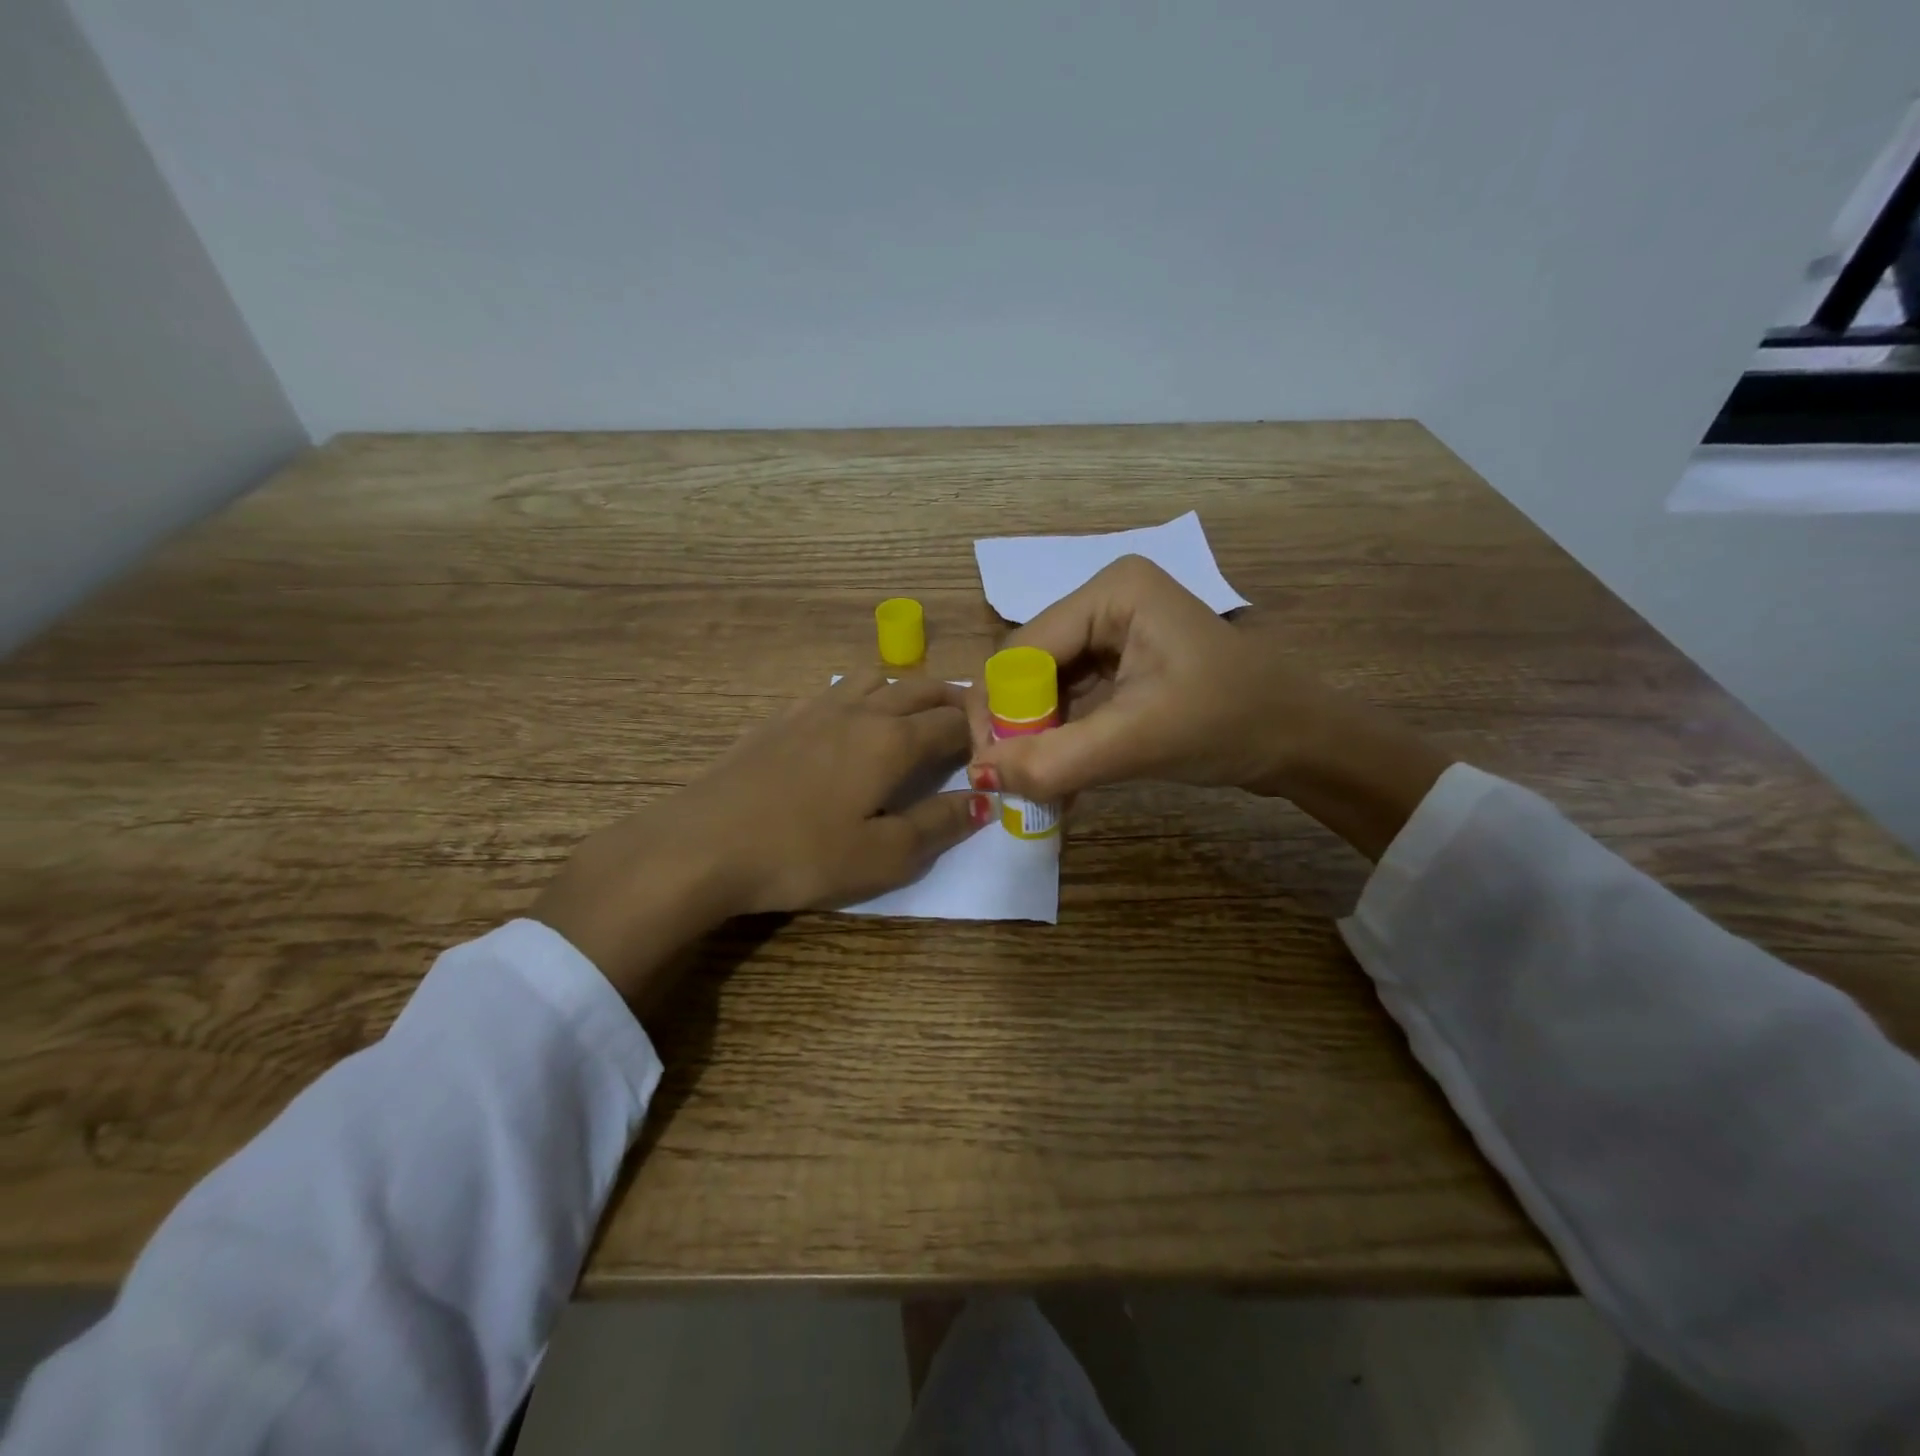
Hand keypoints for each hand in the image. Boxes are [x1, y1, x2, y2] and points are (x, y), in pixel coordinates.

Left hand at [535, 672, 990, 1006]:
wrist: (704, 842)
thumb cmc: (802, 854)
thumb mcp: (883, 856)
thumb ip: (938, 825)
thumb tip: (983, 800)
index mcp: (893, 741)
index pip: (953, 722)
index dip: (982, 732)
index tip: (995, 749)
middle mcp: (861, 711)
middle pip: (921, 688)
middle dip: (953, 701)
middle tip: (968, 725)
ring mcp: (817, 707)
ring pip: (877, 677)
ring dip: (907, 690)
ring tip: (914, 717)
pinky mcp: (782, 717)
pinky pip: (837, 688)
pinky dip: (863, 694)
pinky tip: (851, 721)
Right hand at [964, 556, 1451, 859]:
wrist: (1300, 740)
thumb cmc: (1229, 724)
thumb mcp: (1137, 742)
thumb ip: (1054, 760)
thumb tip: (980, 776)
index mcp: (1110, 592)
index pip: (1022, 651)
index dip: (1000, 711)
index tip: (992, 770)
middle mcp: (1104, 599)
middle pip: (1029, 667)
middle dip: (1019, 727)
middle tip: (1013, 783)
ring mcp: (1113, 630)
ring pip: (1045, 687)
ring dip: (1037, 738)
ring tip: (1039, 788)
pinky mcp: (1121, 660)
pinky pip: (1070, 699)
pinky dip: (1061, 738)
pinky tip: (1061, 777)